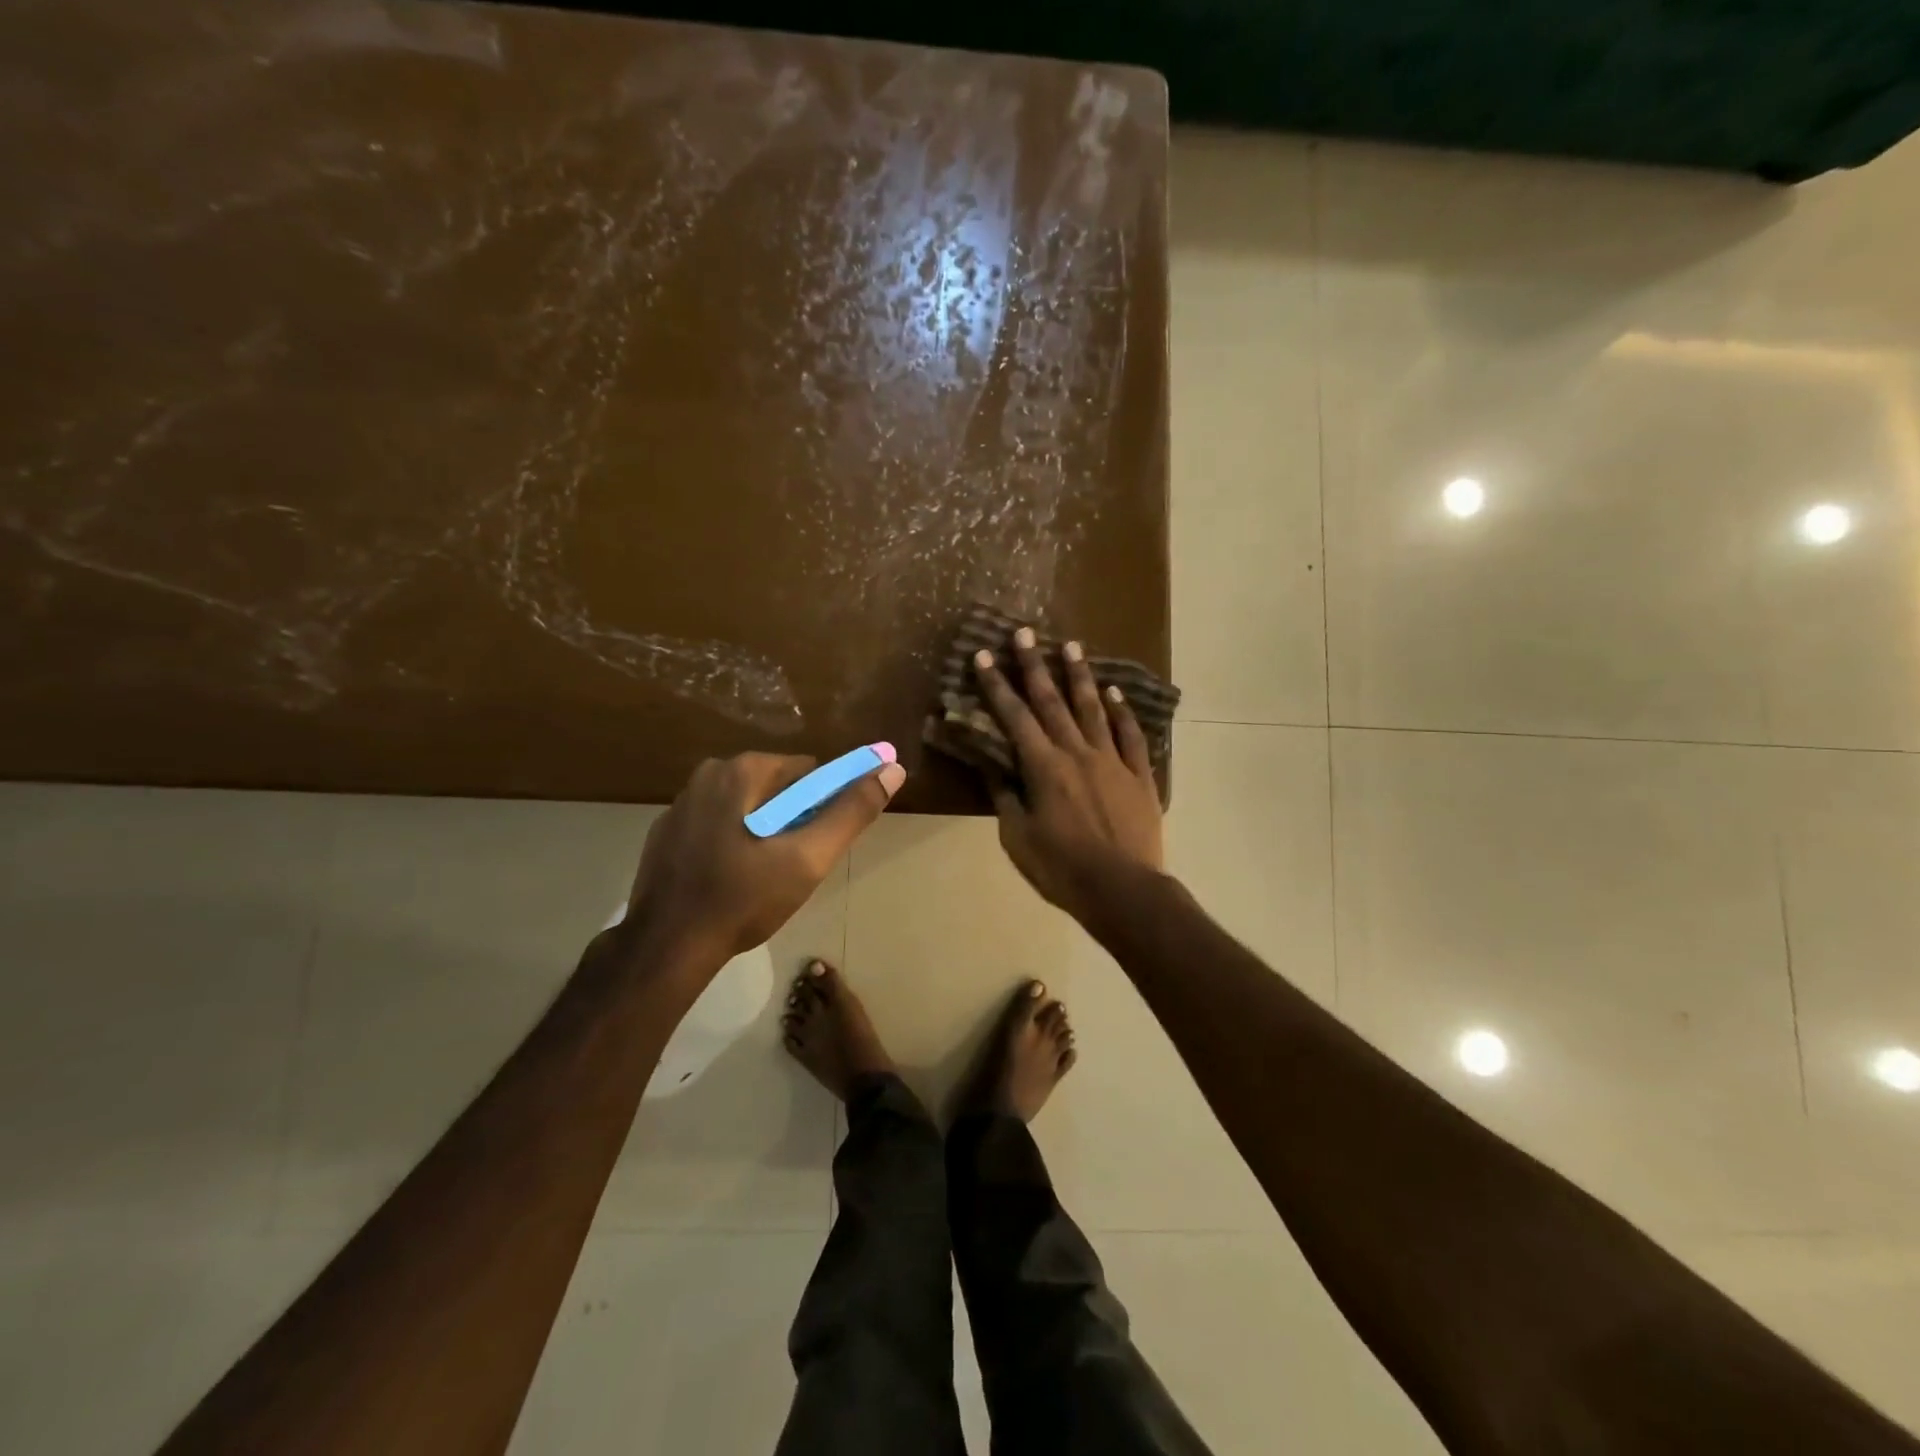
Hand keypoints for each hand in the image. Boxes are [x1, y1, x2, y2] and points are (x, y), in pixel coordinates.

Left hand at [625, 751, 904, 967]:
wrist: (666, 948)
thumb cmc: (743, 899)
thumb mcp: (808, 858)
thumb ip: (852, 812)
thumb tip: (891, 770)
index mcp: (741, 771)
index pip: (807, 772)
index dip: (825, 805)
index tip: (822, 843)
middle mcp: (707, 775)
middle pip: (776, 788)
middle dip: (794, 820)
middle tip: (796, 865)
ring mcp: (681, 804)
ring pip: (746, 807)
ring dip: (765, 832)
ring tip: (766, 877)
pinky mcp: (666, 833)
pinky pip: (717, 825)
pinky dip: (734, 842)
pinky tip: (733, 880)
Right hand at [973, 628, 1163, 922]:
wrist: (1122, 890)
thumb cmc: (1061, 869)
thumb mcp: (1018, 838)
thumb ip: (1005, 796)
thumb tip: (992, 765)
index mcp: (1043, 768)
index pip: (1014, 717)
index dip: (997, 686)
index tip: (983, 656)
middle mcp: (1077, 753)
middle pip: (1053, 702)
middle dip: (1035, 666)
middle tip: (1026, 633)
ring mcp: (1112, 761)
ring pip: (1093, 709)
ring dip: (1080, 676)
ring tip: (1072, 645)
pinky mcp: (1139, 776)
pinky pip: (1131, 736)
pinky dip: (1122, 712)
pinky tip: (1115, 693)